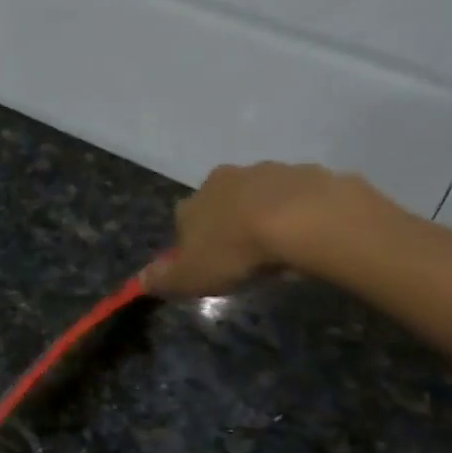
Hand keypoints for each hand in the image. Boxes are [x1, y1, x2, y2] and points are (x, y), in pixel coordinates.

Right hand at [142, 162, 392, 297]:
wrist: (303, 220)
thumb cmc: (236, 250)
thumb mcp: (191, 277)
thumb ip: (164, 279)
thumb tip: (140, 280)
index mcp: (194, 202)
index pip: (184, 219)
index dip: (193, 241)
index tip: (208, 263)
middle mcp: (226, 179)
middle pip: (222, 201)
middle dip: (230, 222)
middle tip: (246, 254)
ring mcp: (268, 172)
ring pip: (261, 195)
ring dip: (266, 214)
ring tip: (280, 247)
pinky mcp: (308, 174)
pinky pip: (300, 196)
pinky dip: (301, 212)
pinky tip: (310, 235)